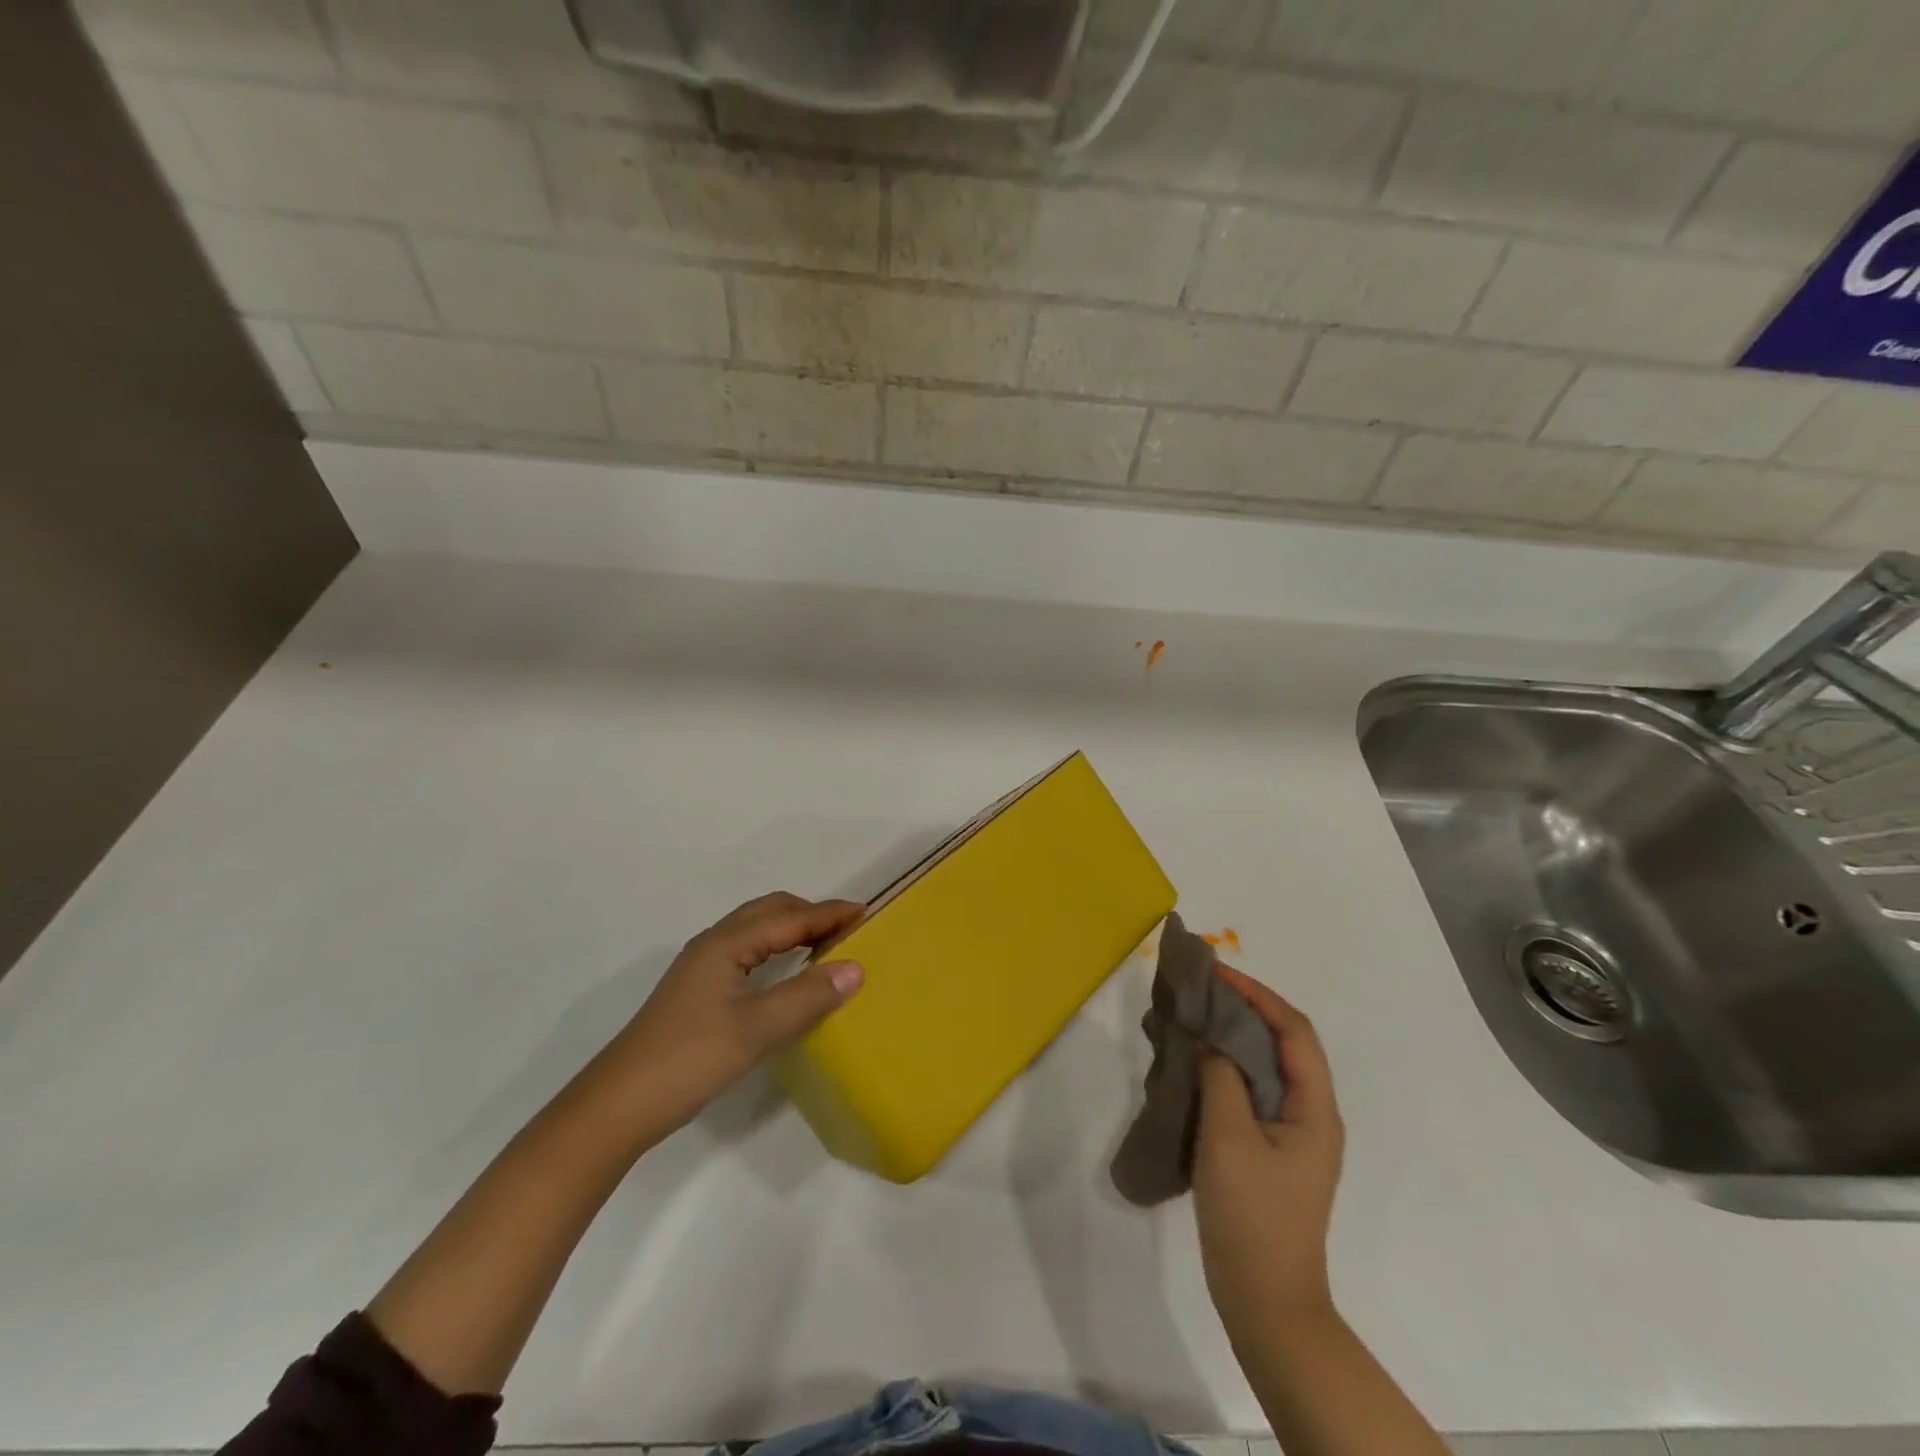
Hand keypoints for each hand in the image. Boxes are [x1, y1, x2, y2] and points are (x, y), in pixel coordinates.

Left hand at [586, 892, 865, 1140]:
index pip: (789, 918)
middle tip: (848, 928)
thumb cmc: (689, 1059)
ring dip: (791, 929)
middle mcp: (713, 944)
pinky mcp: (696, 991)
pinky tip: (784, 973)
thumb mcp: (756, 1030)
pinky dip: (775, 949)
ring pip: (755, 931)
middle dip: (810, 913)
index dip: (828, 914)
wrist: (618, 1106)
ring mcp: (701, 968)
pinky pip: (746, 951)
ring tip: (825, 945)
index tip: (867, 913)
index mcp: (726, 944)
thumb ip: (807, 997)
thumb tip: (856, 968)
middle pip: (769, 912)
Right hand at [1193, 965, 1344, 1335]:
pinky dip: (1226, 1067)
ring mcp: (1292, 1134)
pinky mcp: (1270, 1150)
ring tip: (1195, 1018)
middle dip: (1246, 1009)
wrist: (1266, 1301)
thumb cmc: (1252, 1216)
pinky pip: (1251, 1091)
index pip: (1294, 1031)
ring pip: (1266, 1066)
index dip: (1258, 995)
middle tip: (1201, 991)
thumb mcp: (1229, 1138)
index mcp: (1315, 1109)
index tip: (1218, 974)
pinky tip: (1195, 1065)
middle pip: (1284, 1043)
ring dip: (1234, 1036)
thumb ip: (1221, 1078)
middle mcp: (1311, 1114)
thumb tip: (1211, 1040)